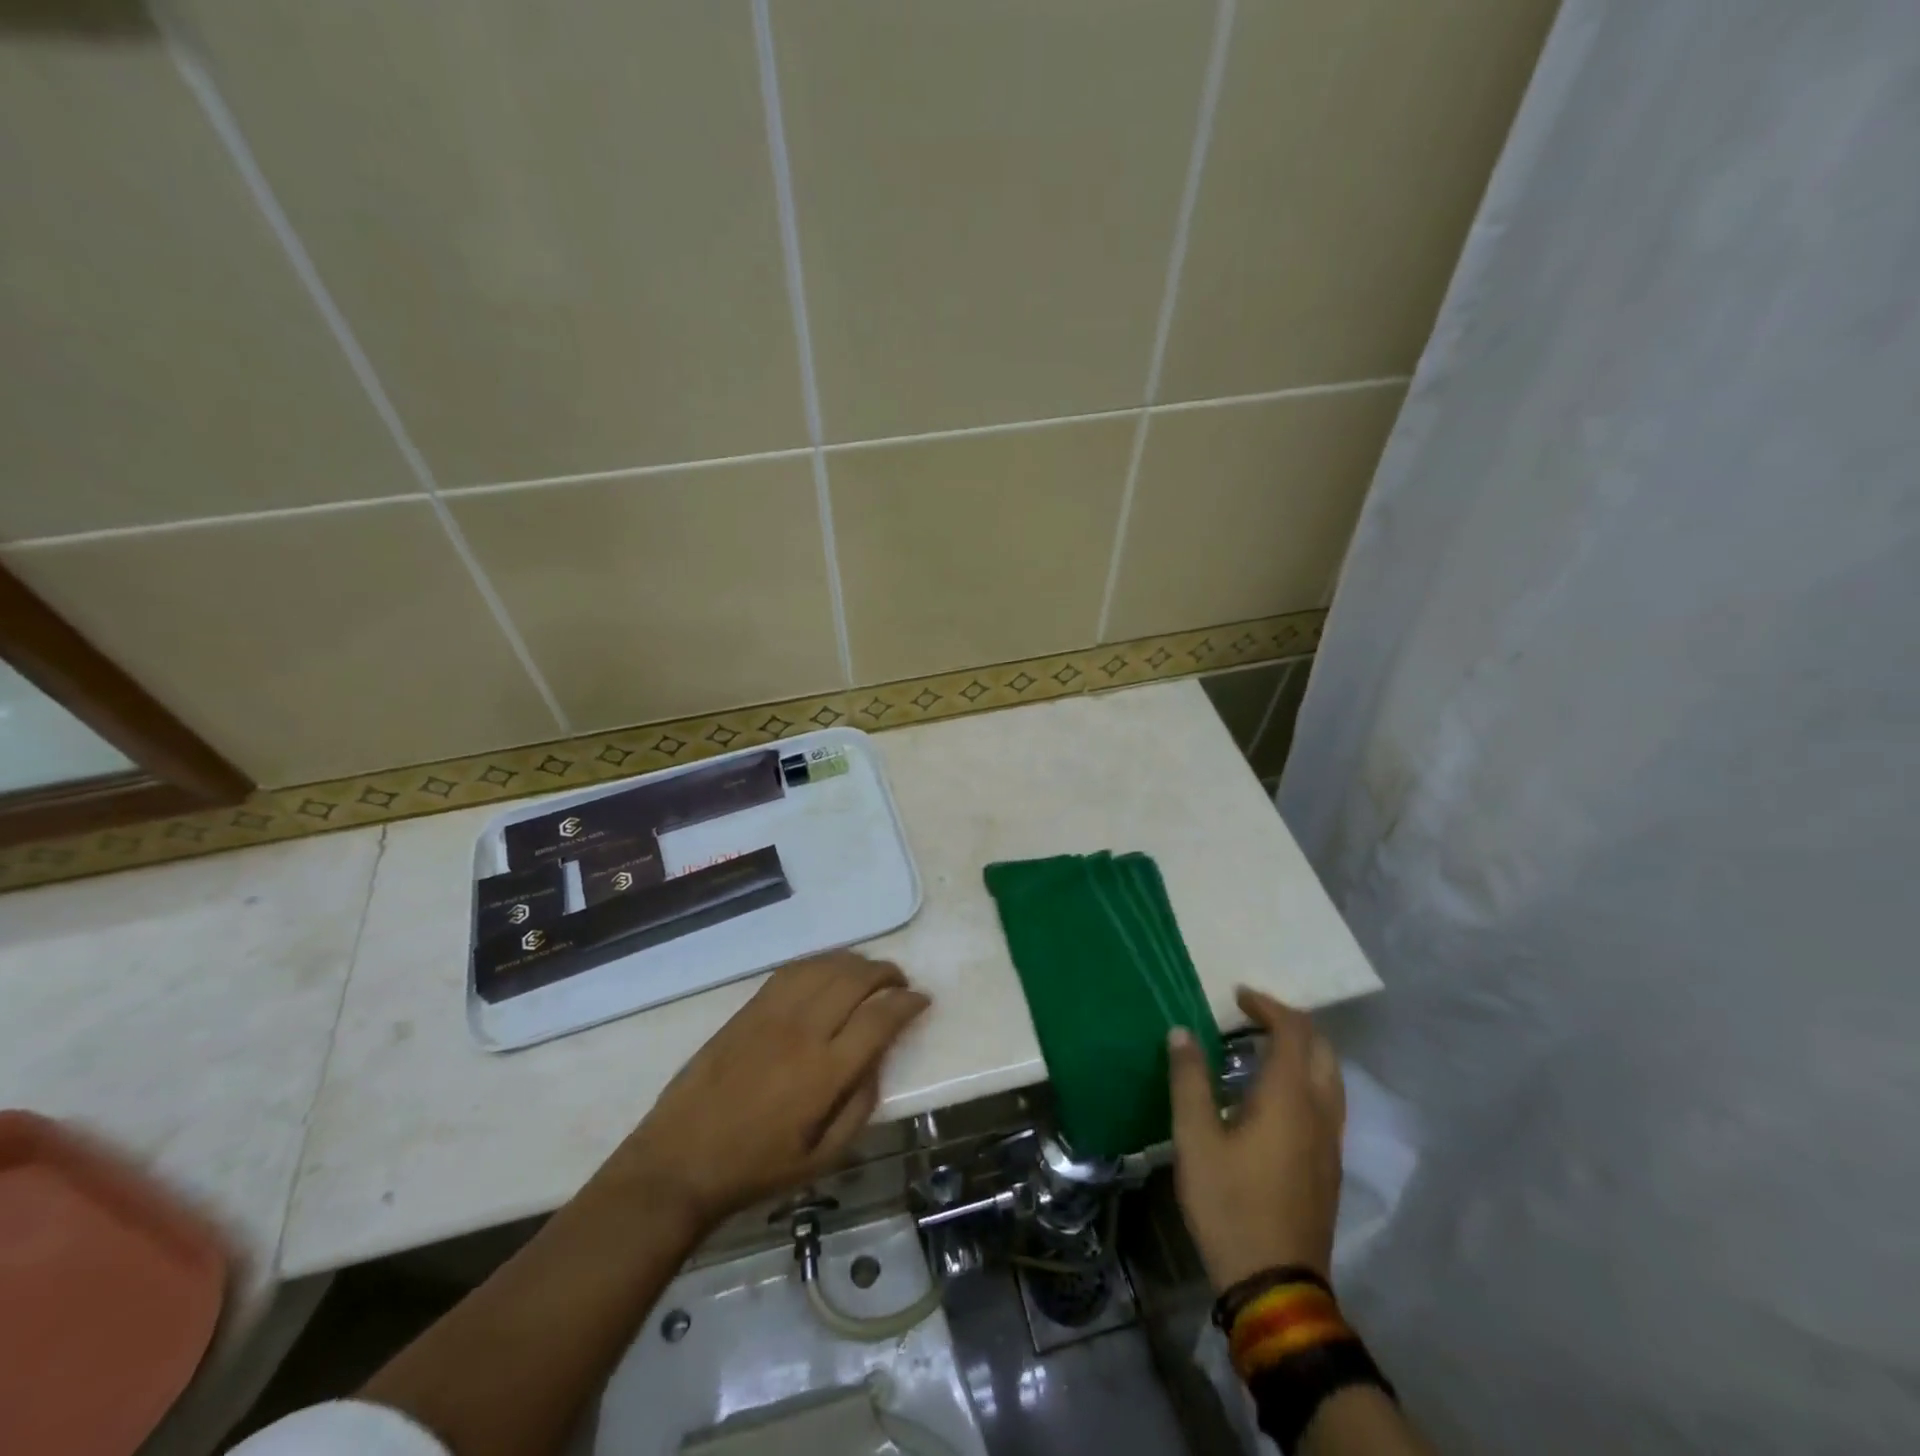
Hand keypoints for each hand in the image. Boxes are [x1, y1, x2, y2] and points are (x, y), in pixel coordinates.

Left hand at [600, 952, 929, 1231]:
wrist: (679, 1162)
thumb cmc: (756, 1169)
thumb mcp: (823, 1158)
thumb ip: (860, 1105)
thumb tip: (878, 1060)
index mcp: (824, 1073)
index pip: (880, 1017)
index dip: (908, 1002)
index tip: (922, 1001)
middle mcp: (802, 1031)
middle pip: (856, 979)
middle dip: (887, 974)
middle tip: (900, 983)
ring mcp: (772, 1014)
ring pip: (825, 966)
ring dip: (856, 962)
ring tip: (869, 974)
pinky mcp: (748, 1009)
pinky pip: (792, 970)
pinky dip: (820, 963)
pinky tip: (829, 972)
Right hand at [1168, 986, 1344, 1289]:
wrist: (1275, 1285)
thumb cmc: (1230, 1204)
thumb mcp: (1195, 1139)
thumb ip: (1189, 1080)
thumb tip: (1182, 1032)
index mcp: (1290, 1099)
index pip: (1294, 1032)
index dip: (1268, 1006)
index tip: (1238, 996)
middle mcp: (1320, 1113)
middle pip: (1323, 1050)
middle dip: (1292, 1024)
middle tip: (1253, 1016)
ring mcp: (1330, 1143)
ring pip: (1330, 1078)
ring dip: (1302, 1052)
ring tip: (1262, 1049)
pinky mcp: (1329, 1167)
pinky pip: (1326, 1103)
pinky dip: (1305, 1079)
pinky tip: (1272, 1096)